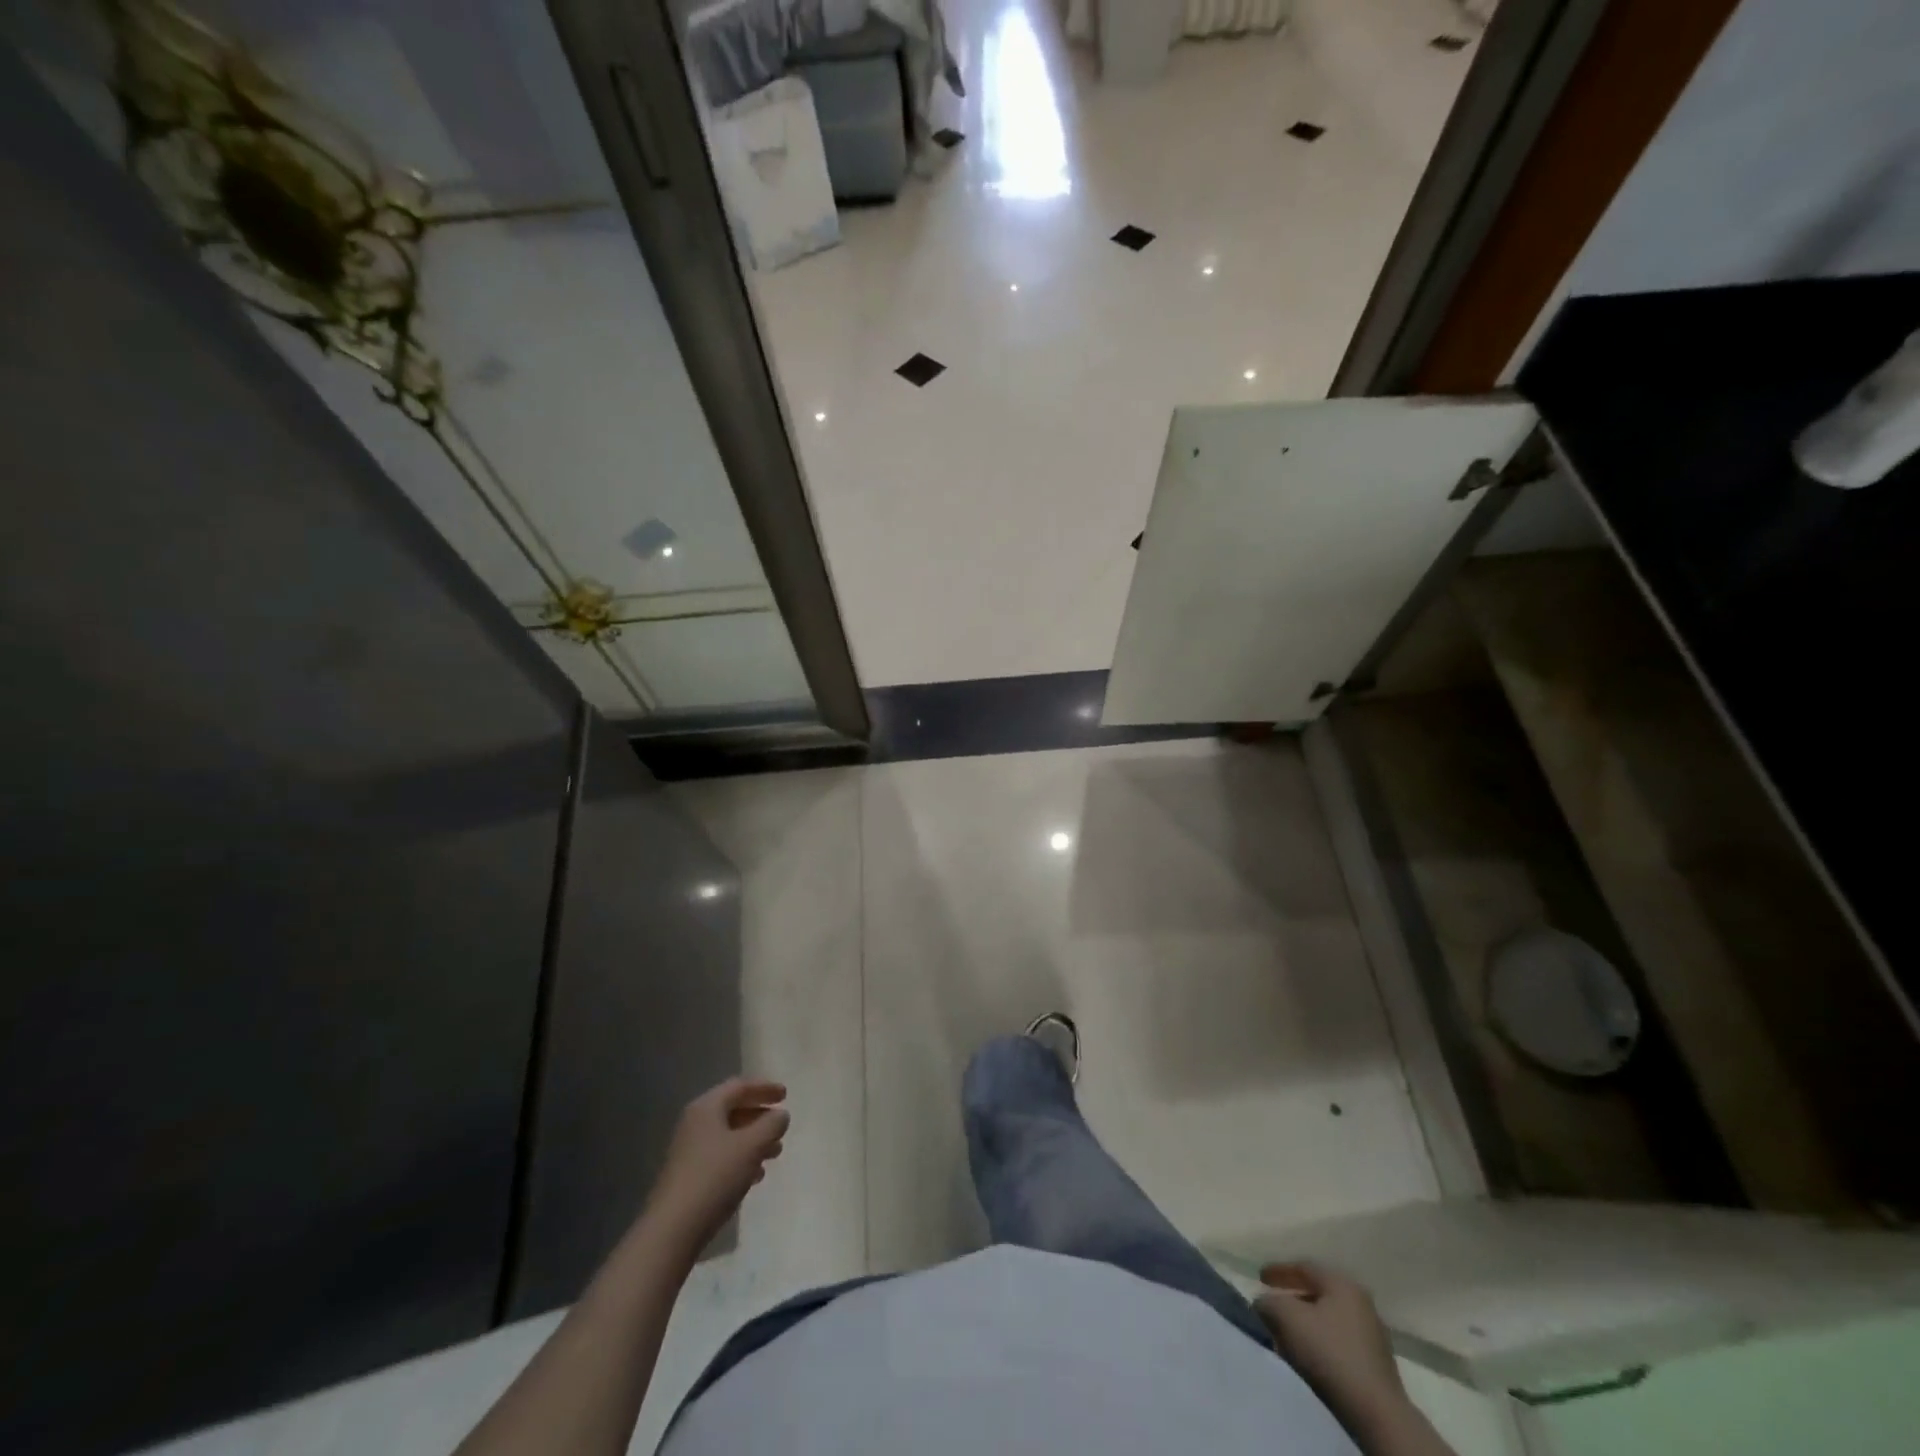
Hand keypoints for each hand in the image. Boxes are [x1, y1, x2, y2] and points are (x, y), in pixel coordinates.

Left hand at [645, 1077, 788, 1252]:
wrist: (673, 1229)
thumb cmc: (715, 1177)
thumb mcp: (751, 1146)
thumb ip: (771, 1125)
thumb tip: (780, 1114)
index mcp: (707, 1108)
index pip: (739, 1087)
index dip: (764, 1088)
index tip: (786, 1095)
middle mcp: (695, 1124)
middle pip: (733, 1110)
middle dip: (760, 1116)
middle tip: (781, 1123)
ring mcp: (689, 1151)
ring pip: (728, 1135)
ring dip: (753, 1139)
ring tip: (775, 1152)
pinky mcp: (689, 1176)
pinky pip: (721, 1156)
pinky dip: (741, 1158)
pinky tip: (755, 1175)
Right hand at [1254, 1262, 1405, 1429]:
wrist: (1376, 1413)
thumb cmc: (1329, 1353)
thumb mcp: (1286, 1318)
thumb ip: (1268, 1302)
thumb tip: (1263, 1303)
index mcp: (1343, 1284)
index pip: (1305, 1267)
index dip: (1279, 1270)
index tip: (1259, 1278)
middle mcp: (1361, 1303)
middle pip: (1319, 1293)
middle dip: (1292, 1298)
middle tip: (1273, 1305)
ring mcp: (1373, 1335)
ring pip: (1329, 1319)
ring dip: (1305, 1323)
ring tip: (1285, 1334)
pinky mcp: (1376, 1365)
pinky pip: (1339, 1342)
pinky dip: (1319, 1342)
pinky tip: (1307, 1356)